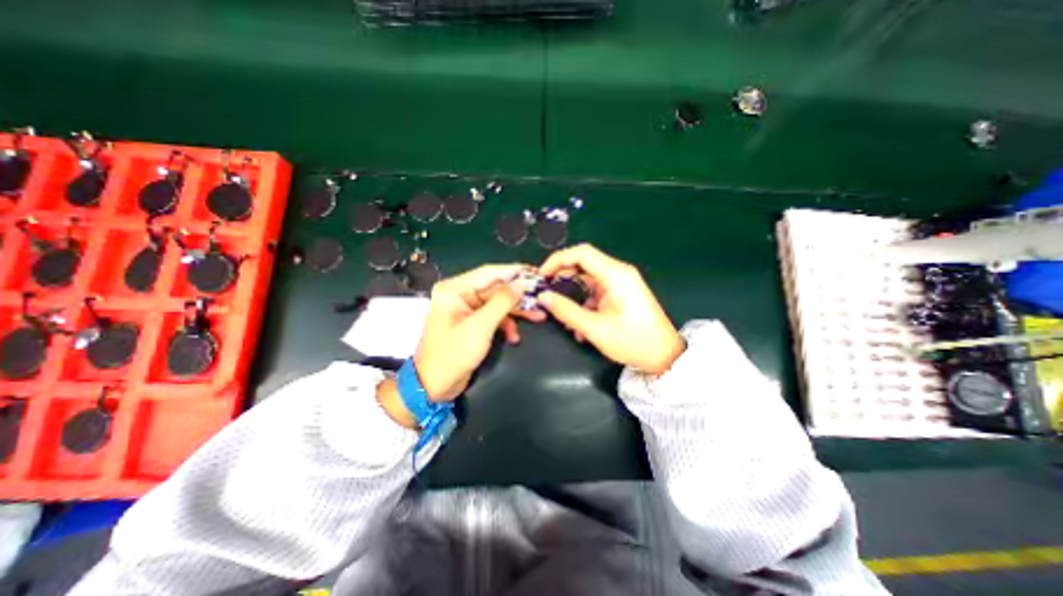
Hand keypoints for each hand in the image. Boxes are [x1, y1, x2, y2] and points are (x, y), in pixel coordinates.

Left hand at [414, 263, 540, 401]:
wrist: (434, 386)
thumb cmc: (453, 354)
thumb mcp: (481, 326)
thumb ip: (502, 302)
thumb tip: (521, 283)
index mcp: (455, 289)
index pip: (490, 272)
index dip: (514, 271)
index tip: (536, 273)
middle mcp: (460, 294)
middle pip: (496, 288)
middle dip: (519, 296)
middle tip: (542, 297)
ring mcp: (466, 308)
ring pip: (497, 303)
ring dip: (516, 311)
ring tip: (539, 317)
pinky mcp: (472, 322)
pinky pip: (493, 316)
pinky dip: (506, 324)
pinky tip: (514, 336)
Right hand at [542, 242, 680, 371]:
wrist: (664, 356)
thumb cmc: (632, 341)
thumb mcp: (595, 328)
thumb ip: (566, 311)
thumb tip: (544, 297)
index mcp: (615, 275)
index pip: (581, 253)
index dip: (557, 260)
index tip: (542, 276)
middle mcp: (618, 273)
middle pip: (583, 264)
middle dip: (562, 277)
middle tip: (547, 293)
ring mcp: (620, 283)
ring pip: (587, 279)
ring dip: (572, 294)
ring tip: (562, 314)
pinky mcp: (620, 294)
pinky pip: (595, 291)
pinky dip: (583, 302)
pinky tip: (578, 323)